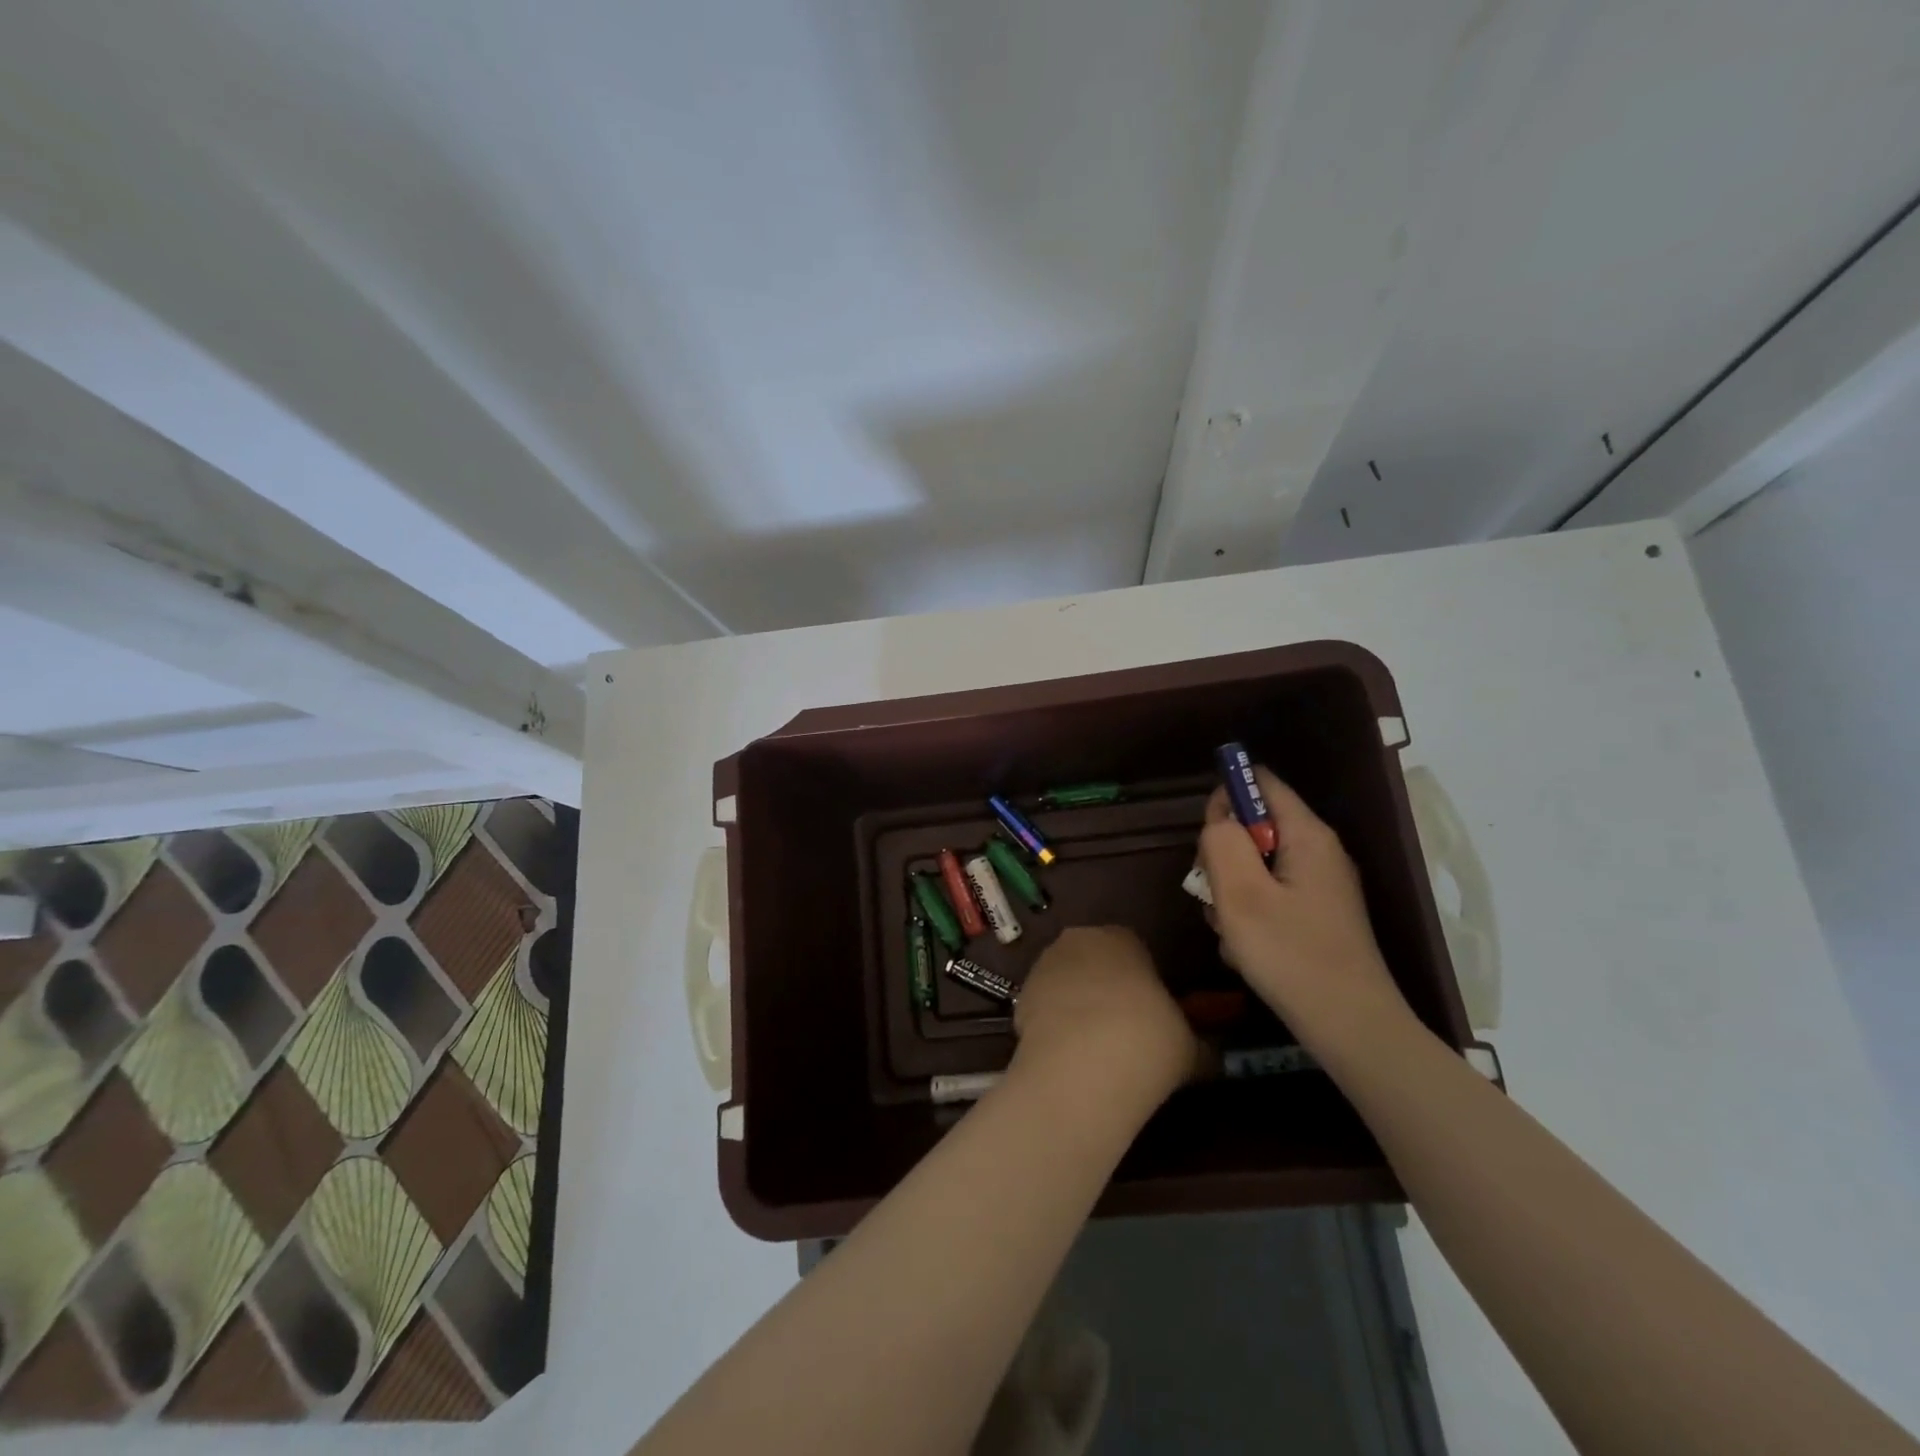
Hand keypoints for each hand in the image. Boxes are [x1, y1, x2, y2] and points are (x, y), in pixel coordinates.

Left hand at [1013, 926, 1199, 1108]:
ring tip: (1093, 1049)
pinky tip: (1067, 1057)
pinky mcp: (1019, 997)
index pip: (1133, 948)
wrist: (1083, 1067)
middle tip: (1121, 1028)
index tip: (1150, 1012)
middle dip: (1103, 987)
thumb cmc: (1148, 1040)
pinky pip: (1043, 1008)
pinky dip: (1053, 1026)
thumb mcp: (1190, 1045)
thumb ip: (1198, 1042)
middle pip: (1093, 960)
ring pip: (1065, 982)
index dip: (1141, 981)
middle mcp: (1077, 940)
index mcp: (1121, 937)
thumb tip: (1211, 1055)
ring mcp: (1043, 967)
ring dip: (1075, 1005)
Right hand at [1197, 766, 1409, 1039]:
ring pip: (1255, 867)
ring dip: (1231, 893)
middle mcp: (1318, 852)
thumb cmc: (1291, 955)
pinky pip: (1268, 897)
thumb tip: (1219, 816)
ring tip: (1232, 931)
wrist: (1352, 1029)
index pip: (1260, 782)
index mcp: (1307, 835)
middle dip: (1223, 856)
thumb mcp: (1241, 894)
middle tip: (1215, 894)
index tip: (1206, 839)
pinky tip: (1247, 949)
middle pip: (1254, 827)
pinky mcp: (1315, 916)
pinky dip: (1249, 916)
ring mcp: (1319, 886)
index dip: (1226, 798)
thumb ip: (1222, 842)